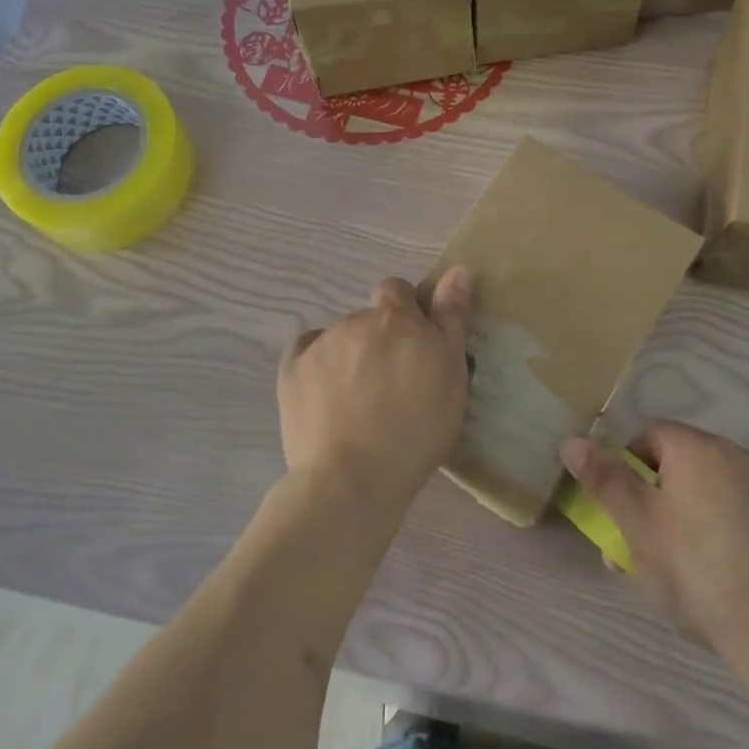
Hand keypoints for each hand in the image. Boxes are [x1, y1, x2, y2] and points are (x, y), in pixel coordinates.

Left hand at [278, 269, 473, 517]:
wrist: (353, 478)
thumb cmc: (416, 428)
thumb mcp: (451, 372)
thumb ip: (452, 318)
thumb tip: (457, 270)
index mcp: (395, 318)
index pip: (398, 290)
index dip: (406, 312)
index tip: (415, 346)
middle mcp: (355, 321)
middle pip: (369, 319)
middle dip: (380, 340)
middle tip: (392, 384)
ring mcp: (319, 345)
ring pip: (339, 339)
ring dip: (351, 357)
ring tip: (359, 403)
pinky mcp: (291, 371)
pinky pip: (305, 354)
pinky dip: (316, 367)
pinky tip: (325, 396)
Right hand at [560, 422, 748, 669]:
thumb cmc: (697, 572)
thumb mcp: (637, 526)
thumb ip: (604, 479)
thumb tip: (571, 441)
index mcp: (698, 449)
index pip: (650, 436)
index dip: (628, 468)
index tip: (625, 511)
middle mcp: (740, 455)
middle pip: (684, 463)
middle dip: (660, 497)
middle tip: (648, 546)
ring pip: (718, 489)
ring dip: (696, 512)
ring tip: (687, 566)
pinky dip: (734, 529)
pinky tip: (731, 572)